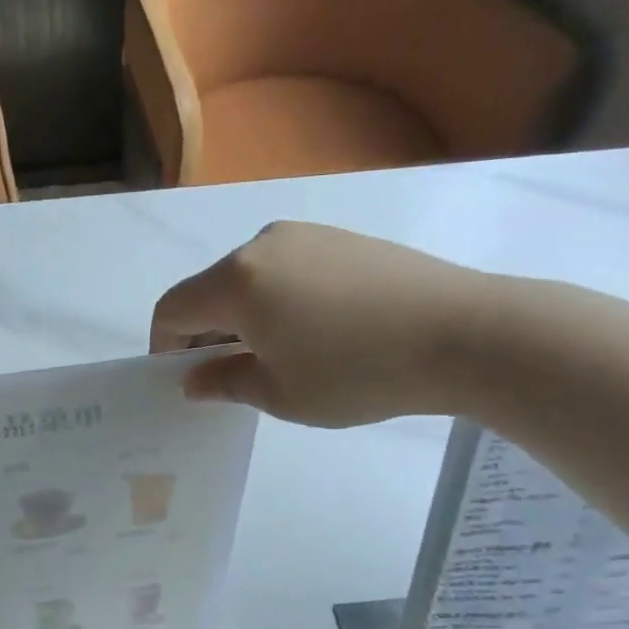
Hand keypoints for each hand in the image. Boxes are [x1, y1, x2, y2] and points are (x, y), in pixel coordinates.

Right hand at [150, 222, 494, 425]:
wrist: (463, 333)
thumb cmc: (357, 372)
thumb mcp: (279, 393)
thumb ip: (224, 382)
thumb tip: (193, 379)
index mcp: (236, 280)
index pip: (173, 309)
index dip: (165, 346)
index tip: (184, 379)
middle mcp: (262, 245)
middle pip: (209, 290)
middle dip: (206, 333)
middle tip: (229, 375)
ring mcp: (305, 235)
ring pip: (248, 278)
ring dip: (242, 316)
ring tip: (277, 356)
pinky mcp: (340, 238)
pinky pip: (286, 269)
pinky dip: (277, 299)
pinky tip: (314, 331)